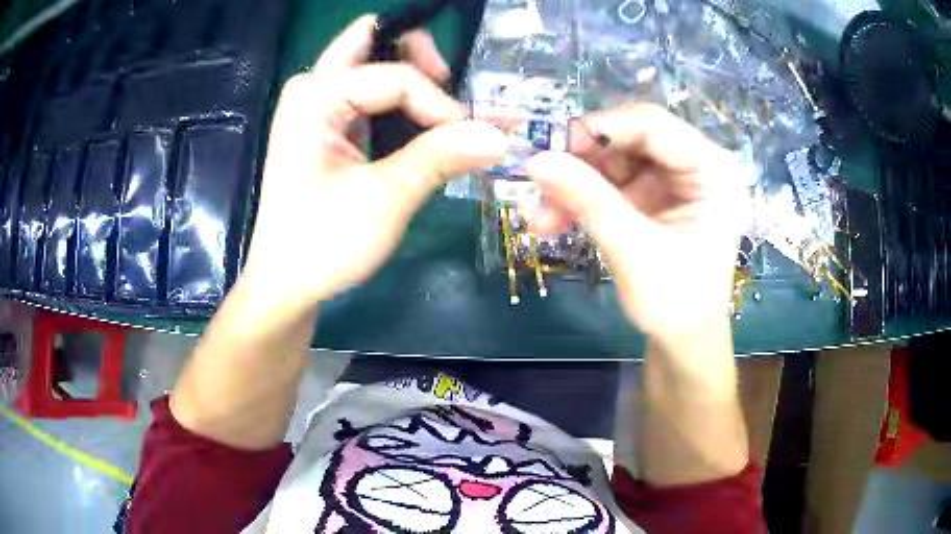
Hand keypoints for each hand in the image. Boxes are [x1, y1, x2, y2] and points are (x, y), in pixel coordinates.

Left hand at [242, 16, 507, 307]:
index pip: (396, 77)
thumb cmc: (323, 244)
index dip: (440, 104)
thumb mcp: (385, 200)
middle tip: (449, 85)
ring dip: (411, 76)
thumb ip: (440, 157)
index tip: (472, 139)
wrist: (286, 283)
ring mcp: (315, 105)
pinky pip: (367, 91)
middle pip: (373, 39)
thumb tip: (500, 135)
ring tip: (441, 110)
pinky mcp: (324, 125)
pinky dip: (398, 99)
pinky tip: (420, 124)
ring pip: (371, 61)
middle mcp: (312, 88)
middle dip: (417, 56)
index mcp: (316, 97)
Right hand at [526, 104, 747, 343]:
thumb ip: (589, 202)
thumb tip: (536, 160)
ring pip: (615, 159)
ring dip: (576, 183)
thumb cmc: (676, 304)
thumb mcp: (634, 252)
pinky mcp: (657, 196)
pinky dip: (583, 198)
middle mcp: (698, 165)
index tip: (550, 148)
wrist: (684, 343)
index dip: (600, 129)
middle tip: (541, 181)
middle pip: (632, 138)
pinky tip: (553, 220)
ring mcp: (676, 180)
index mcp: (714, 171)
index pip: (653, 126)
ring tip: (540, 215)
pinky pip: (613, 182)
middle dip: (584, 160)